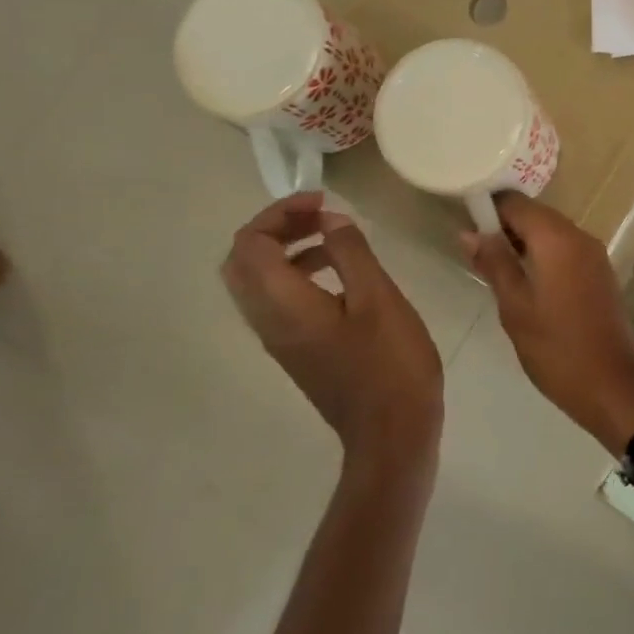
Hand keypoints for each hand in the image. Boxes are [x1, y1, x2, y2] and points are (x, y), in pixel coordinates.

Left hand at [222, 194, 443, 472]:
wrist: (391, 432)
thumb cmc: (390, 363)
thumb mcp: (378, 298)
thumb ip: (351, 253)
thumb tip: (331, 219)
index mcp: (284, 305)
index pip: (250, 244)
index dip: (279, 213)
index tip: (323, 201)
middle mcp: (268, 321)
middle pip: (242, 262)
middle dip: (274, 228)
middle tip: (319, 215)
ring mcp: (280, 340)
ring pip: (256, 283)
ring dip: (285, 250)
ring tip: (333, 237)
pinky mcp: (296, 351)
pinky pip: (276, 301)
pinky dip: (296, 274)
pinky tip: (339, 274)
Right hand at [462, 193, 633, 452]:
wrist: (612, 385)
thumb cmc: (556, 348)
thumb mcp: (515, 307)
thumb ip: (494, 263)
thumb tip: (469, 231)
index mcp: (557, 239)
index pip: (516, 202)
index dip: (488, 208)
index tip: (464, 223)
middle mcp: (580, 236)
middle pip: (536, 215)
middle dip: (505, 226)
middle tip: (475, 251)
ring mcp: (595, 255)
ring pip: (552, 233)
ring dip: (524, 243)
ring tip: (494, 268)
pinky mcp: (601, 273)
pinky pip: (566, 251)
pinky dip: (544, 256)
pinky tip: (525, 282)